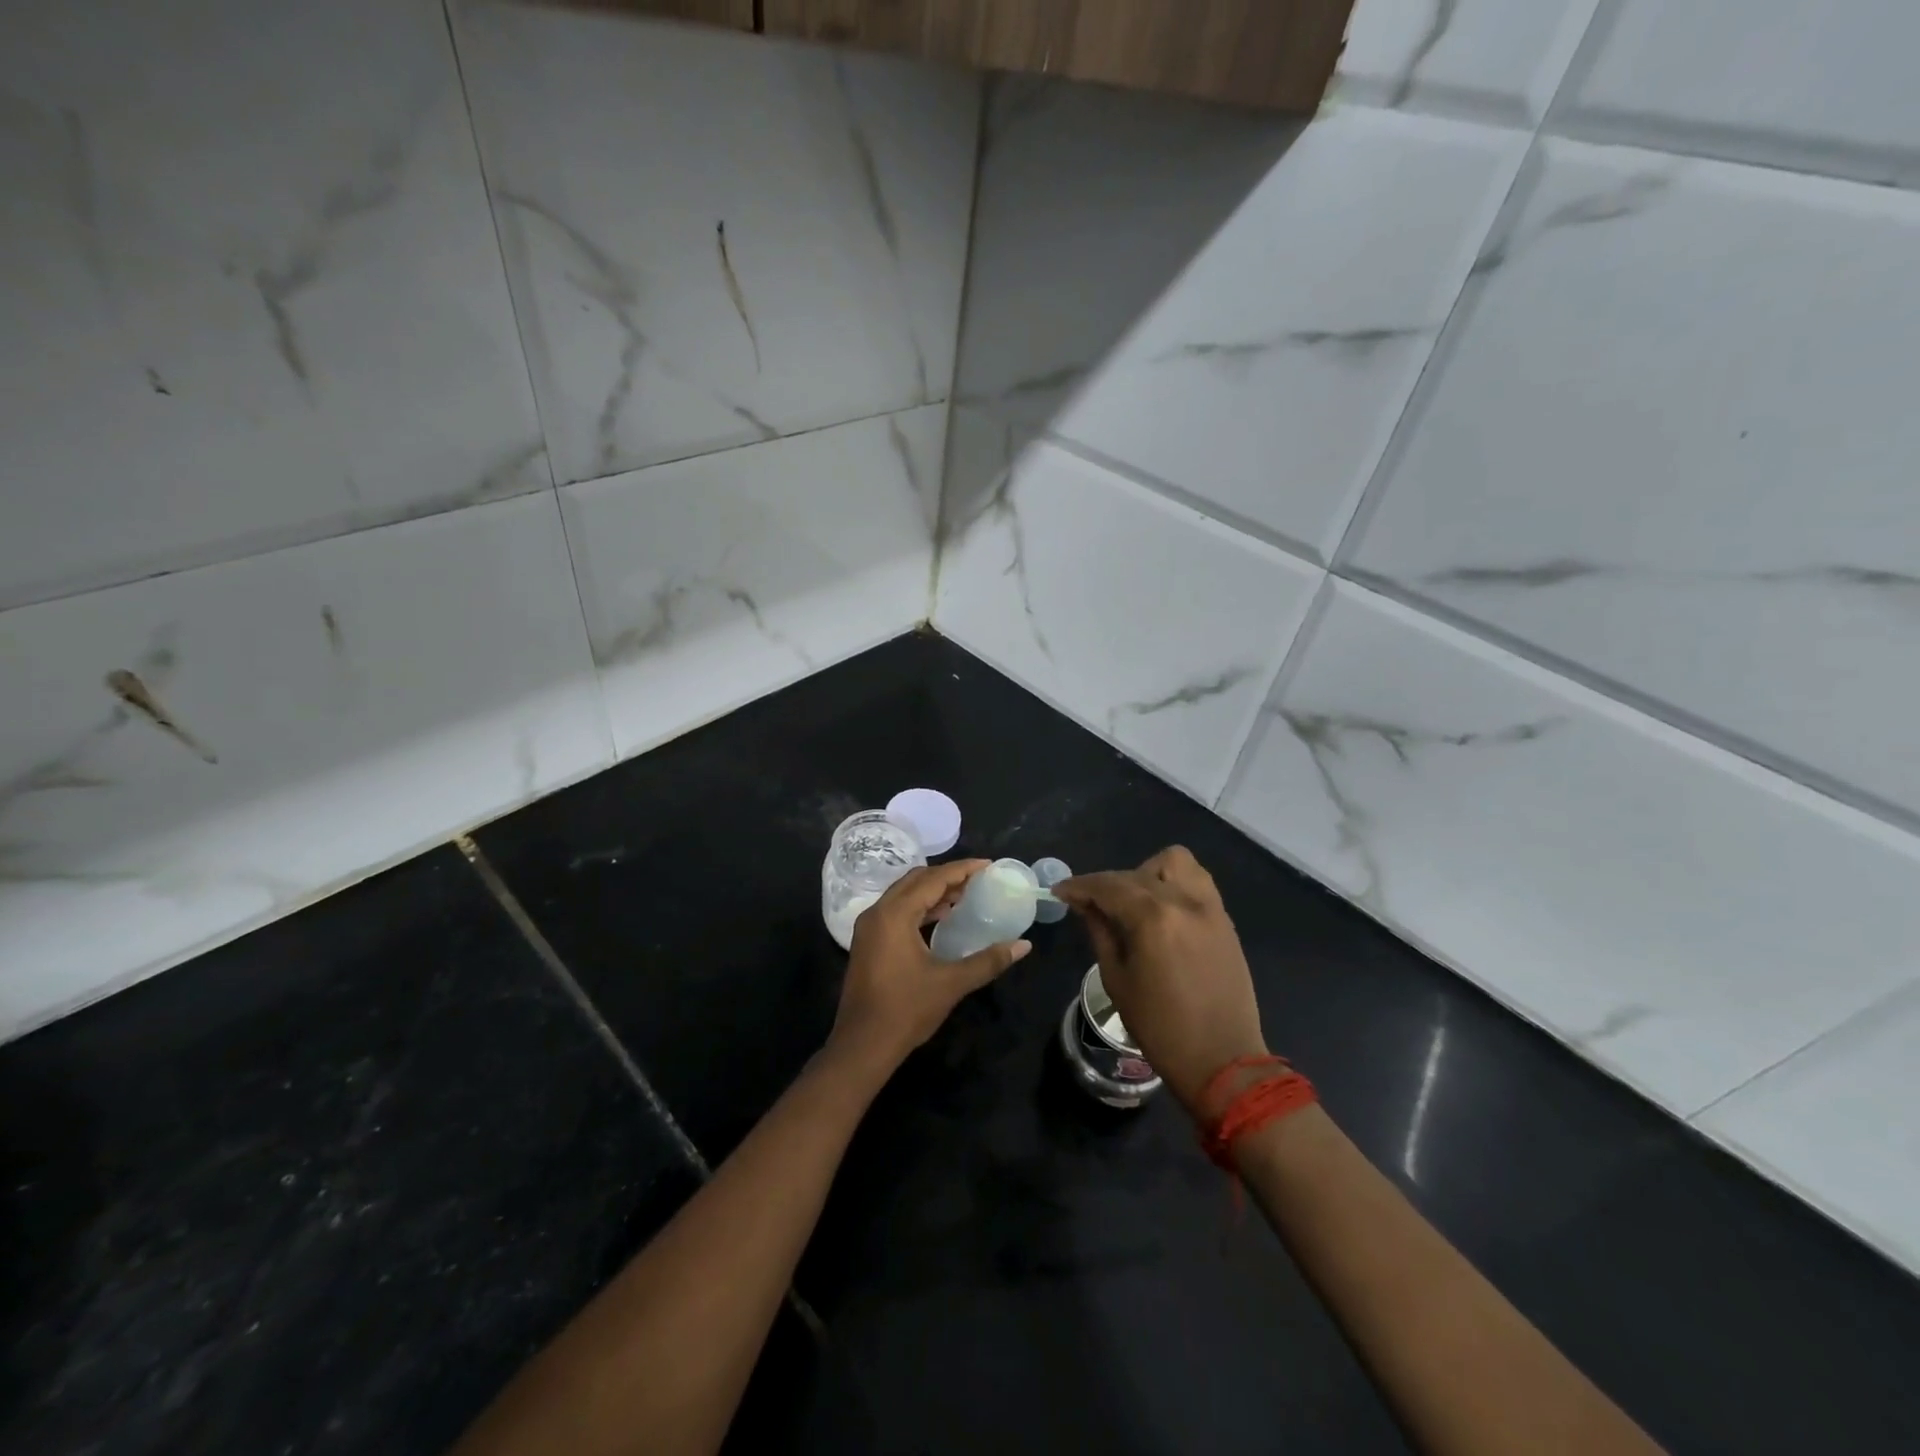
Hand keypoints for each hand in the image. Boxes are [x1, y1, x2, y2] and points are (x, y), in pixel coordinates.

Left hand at [825, 860, 1031, 1083]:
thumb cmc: (906, 1010)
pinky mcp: (868, 942)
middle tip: (978, 880)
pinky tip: (941, 918)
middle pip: (916, 880)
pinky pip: (896, 910)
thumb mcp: (952, 983)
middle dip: (947, 876)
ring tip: (964, 896)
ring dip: (933, 892)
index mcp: (895, 914)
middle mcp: (877, 912)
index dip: (962, 869)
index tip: (988, 865)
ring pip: (904, 895)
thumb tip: (1024, 945)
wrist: (862, 1045)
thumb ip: (988, 960)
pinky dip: (920, 907)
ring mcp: (869, 927)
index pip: (933, 879)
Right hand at [1053, 846, 1268, 1116]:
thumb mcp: (1117, 979)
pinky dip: (1174, 883)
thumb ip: (1100, 931)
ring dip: (1147, 873)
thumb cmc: (1160, 1027)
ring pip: (1174, 862)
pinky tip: (1161, 909)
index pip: (1108, 886)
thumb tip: (1085, 904)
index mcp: (1153, 918)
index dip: (1079, 886)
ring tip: (1134, 901)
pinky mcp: (1224, 919)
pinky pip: (1197, 880)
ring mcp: (1209, 907)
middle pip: (1136, 873)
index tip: (1060, 892)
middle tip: (1091, 906)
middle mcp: (1184, 901)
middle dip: (1108, 885)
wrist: (1223, 1060)